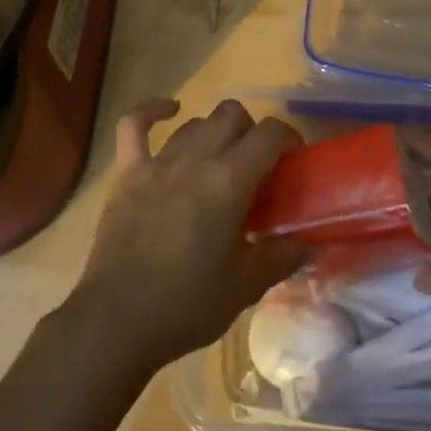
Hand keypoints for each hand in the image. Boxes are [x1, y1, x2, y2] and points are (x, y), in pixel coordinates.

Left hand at [66, 98, 308, 373]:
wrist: (118, 319)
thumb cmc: (187, 304)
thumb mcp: (245, 286)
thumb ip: (281, 257)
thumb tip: (311, 245)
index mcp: (229, 181)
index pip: (269, 134)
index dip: (288, 138)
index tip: (293, 159)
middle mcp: (195, 158)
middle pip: (231, 115)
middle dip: (251, 131)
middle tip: (256, 166)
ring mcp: (157, 162)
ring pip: (195, 122)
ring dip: (214, 133)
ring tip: (219, 161)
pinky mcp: (127, 171)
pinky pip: (134, 125)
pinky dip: (151, 111)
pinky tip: (169, 111)